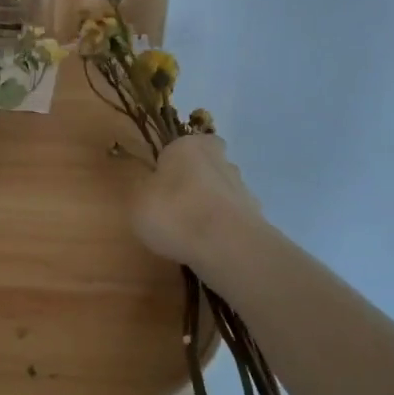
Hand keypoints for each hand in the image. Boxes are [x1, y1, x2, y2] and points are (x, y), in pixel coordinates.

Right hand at [132, 134, 259, 270]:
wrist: (227, 246)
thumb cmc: (174, 213)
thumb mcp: (137, 200)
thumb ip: (143, 188)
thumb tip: (150, 185)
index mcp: (189, 146)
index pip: (180, 146)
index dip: (171, 164)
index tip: (160, 186)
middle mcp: (220, 160)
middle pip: (204, 167)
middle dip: (193, 184)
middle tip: (174, 208)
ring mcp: (242, 188)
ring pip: (220, 193)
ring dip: (208, 208)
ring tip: (189, 235)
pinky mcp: (256, 217)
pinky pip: (231, 219)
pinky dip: (221, 230)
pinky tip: (207, 248)